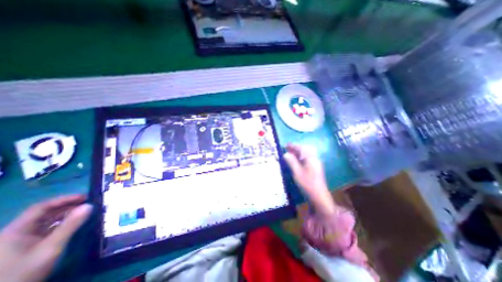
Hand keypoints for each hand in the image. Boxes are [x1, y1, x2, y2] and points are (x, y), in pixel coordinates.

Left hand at [0, 195, 90, 280]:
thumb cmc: (24, 271)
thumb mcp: (51, 247)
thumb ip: (70, 225)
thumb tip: (90, 205)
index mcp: (16, 230)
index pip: (41, 207)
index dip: (64, 199)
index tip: (85, 197)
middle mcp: (17, 232)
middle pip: (45, 213)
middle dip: (68, 206)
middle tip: (89, 203)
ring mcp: (21, 240)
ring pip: (48, 221)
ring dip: (67, 215)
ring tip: (86, 212)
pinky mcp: (28, 246)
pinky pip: (48, 229)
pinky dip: (63, 224)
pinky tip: (75, 223)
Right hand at [282, 145, 336, 213]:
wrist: (319, 196)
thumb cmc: (307, 184)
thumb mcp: (297, 172)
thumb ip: (291, 162)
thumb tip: (286, 154)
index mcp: (311, 158)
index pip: (302, 148)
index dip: (293, 146)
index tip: (286, 145)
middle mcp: (315, 158)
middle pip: (305, 149)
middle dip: (296, 148)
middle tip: (287, 148)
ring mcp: (316, 163)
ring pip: (307, 153)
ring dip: (298, 152)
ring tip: (290, 153)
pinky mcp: (315, 167)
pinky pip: (308, 158)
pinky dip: (301, 156)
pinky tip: (296, 160)